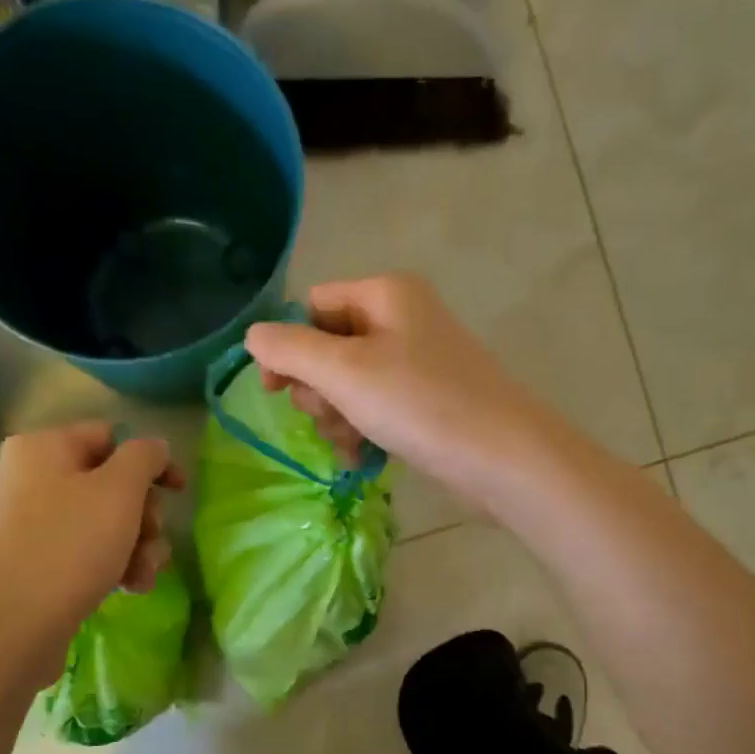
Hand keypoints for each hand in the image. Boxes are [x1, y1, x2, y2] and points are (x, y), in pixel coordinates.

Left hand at [0, 423, 182, 646]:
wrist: (12, 626)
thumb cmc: (70, 546)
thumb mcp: (119, 491)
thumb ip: (144, 457)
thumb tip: (153, 446)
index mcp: (44, 448)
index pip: (111, 437)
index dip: (152, 462)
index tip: (179, 492)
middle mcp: (31, 478)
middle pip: (110, 483)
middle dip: (144, 516)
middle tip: (153, 540)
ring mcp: (30, 522)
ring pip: (104, 522)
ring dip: (137, 546)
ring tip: (143, 575)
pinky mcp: (34, 562)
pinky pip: (84, 551)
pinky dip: (112, 565)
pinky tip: (129, 588)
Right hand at [244, 273, 554, 504]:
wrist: (501, 457)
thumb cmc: (419, 403)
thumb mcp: (344, 372)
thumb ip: (289, 350)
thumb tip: (253, 336)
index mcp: (384, 294)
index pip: (313, 306)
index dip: (289, 346)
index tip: (277, 391)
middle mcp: (402, 319)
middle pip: (329, 347)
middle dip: (319, 390)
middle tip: (331, 416)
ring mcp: (417, 363)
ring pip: (349, 385)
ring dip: (338, 418)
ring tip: (352, 443)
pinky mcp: (427, 401)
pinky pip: (376, 408)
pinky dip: (363, 432)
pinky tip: (363, 459)